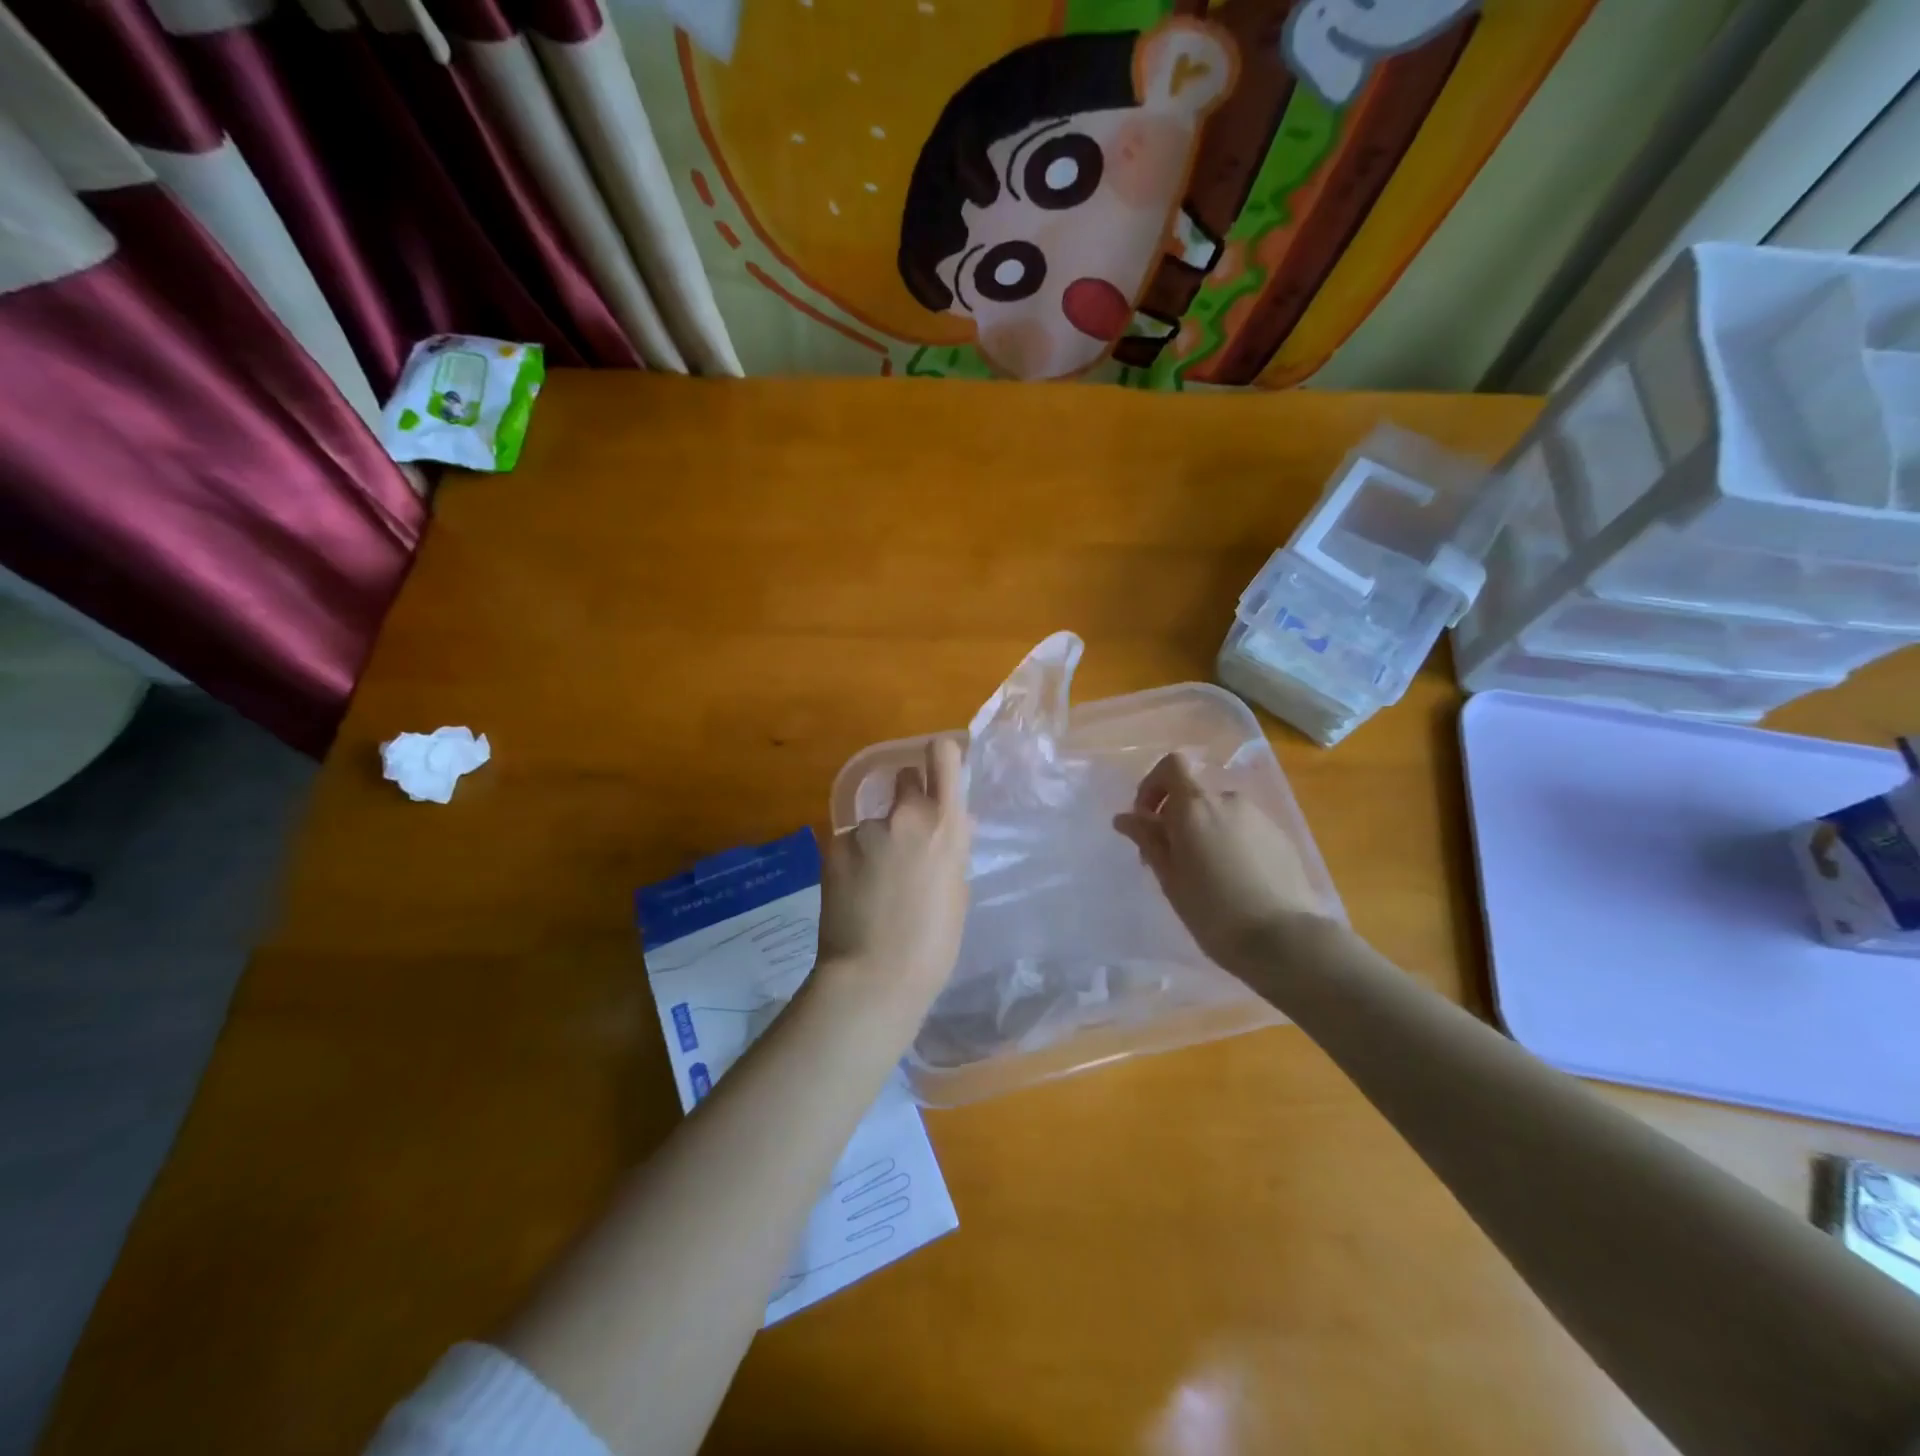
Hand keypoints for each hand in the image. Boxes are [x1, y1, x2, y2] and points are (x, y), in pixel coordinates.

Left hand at [816, 738, 970, 1013]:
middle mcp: (904, 815)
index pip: (942, 756)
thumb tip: (956, 824)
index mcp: (944, 825)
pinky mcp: (833, 847)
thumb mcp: (956, 891)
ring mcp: (864, 830)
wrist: (873, 977)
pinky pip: (850, 841)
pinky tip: (855, 891)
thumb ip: (952, 848)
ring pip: (873, 818)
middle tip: (904, 834)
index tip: (939, 767)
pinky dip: (854, 858)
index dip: (940, 756)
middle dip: (905, 797)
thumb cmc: (933, 943)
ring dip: (877, 836)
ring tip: (875, 881)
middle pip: (903, 778)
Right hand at [1114, 752, 1332, 974]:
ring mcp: (1259, 817)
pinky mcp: (1281, 838)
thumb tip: (1125, 818)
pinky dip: (1231, 844)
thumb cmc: (1213, 911)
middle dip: (1178, 819)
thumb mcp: (1170, 878)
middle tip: (1171, 861)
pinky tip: (1235, 882)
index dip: (1153, 785)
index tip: (1147, 820)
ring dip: (1205, 833)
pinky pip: (1245, 830)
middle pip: (1195, 795)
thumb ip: (1148, 840)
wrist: (1285, 940)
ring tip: (1206, 876)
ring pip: (1221, 814)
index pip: (1172, 766)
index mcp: (1196, 806)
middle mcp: (1228, 800)